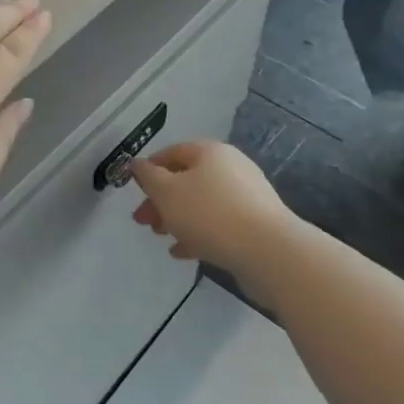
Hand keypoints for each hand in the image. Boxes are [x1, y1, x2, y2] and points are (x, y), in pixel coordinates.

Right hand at [130, 141, 294, 271]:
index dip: (150, 168)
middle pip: (187, 179)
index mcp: (210, 152)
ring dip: (177, 218)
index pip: (172, 152)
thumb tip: (137, 164)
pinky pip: (219, 224)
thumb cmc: (209, 214)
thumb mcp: (166, 192)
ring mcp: (247, 197)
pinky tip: (183, 252)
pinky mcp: (256, 224)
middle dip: (161, 200)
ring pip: (202, 203)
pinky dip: (198, 234)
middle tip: (142, 220)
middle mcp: (231, 168)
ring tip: (161, 236)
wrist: (269, 252)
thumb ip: (148, 177)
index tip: (134, 189)